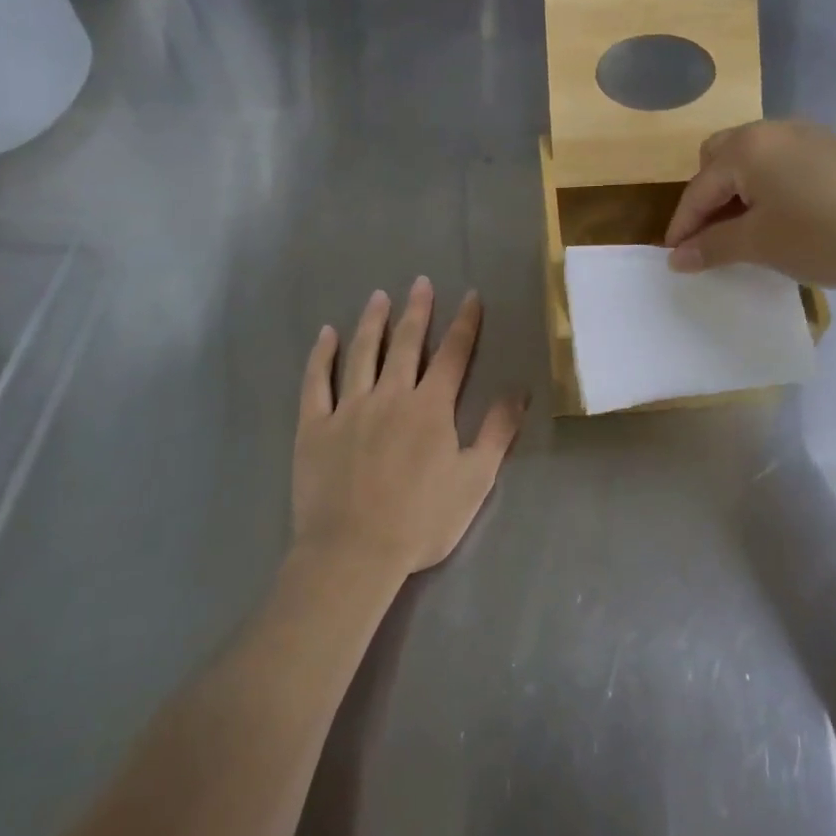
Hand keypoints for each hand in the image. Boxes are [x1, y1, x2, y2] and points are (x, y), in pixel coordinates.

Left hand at [293, 277, 526, 578]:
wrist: (354, 553)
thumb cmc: (421, 520)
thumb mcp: (475, 479)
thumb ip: (498, 431)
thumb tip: (520, 389)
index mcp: (431, 407)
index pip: (454, 355)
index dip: (465, 324)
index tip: (471, 296)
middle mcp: (391, 395)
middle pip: (407, 344)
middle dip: (417, 311)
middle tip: (420, 282)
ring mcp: (349, 408)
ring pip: (362, 353)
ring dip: (372, 322)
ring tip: (379, 297)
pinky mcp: (315, 426)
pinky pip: (317, 382)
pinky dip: (322, 356)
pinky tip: (326, 334)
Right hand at [663, 119, 835, 289]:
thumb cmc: (826, 236)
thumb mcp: (762, 245)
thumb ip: (712, 247)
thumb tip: (676, 257)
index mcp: (746, 147)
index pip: (698, 188)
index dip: (682, 226)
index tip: (673, 259)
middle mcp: (771, 130)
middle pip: (718, 159)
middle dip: (707, 198)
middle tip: (711, 237)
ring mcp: (805, 135)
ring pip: (751, 160)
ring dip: (737, 192)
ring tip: (745, 231)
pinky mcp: (832, 149)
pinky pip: (780, 163)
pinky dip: (767, 187)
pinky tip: (783, 218)